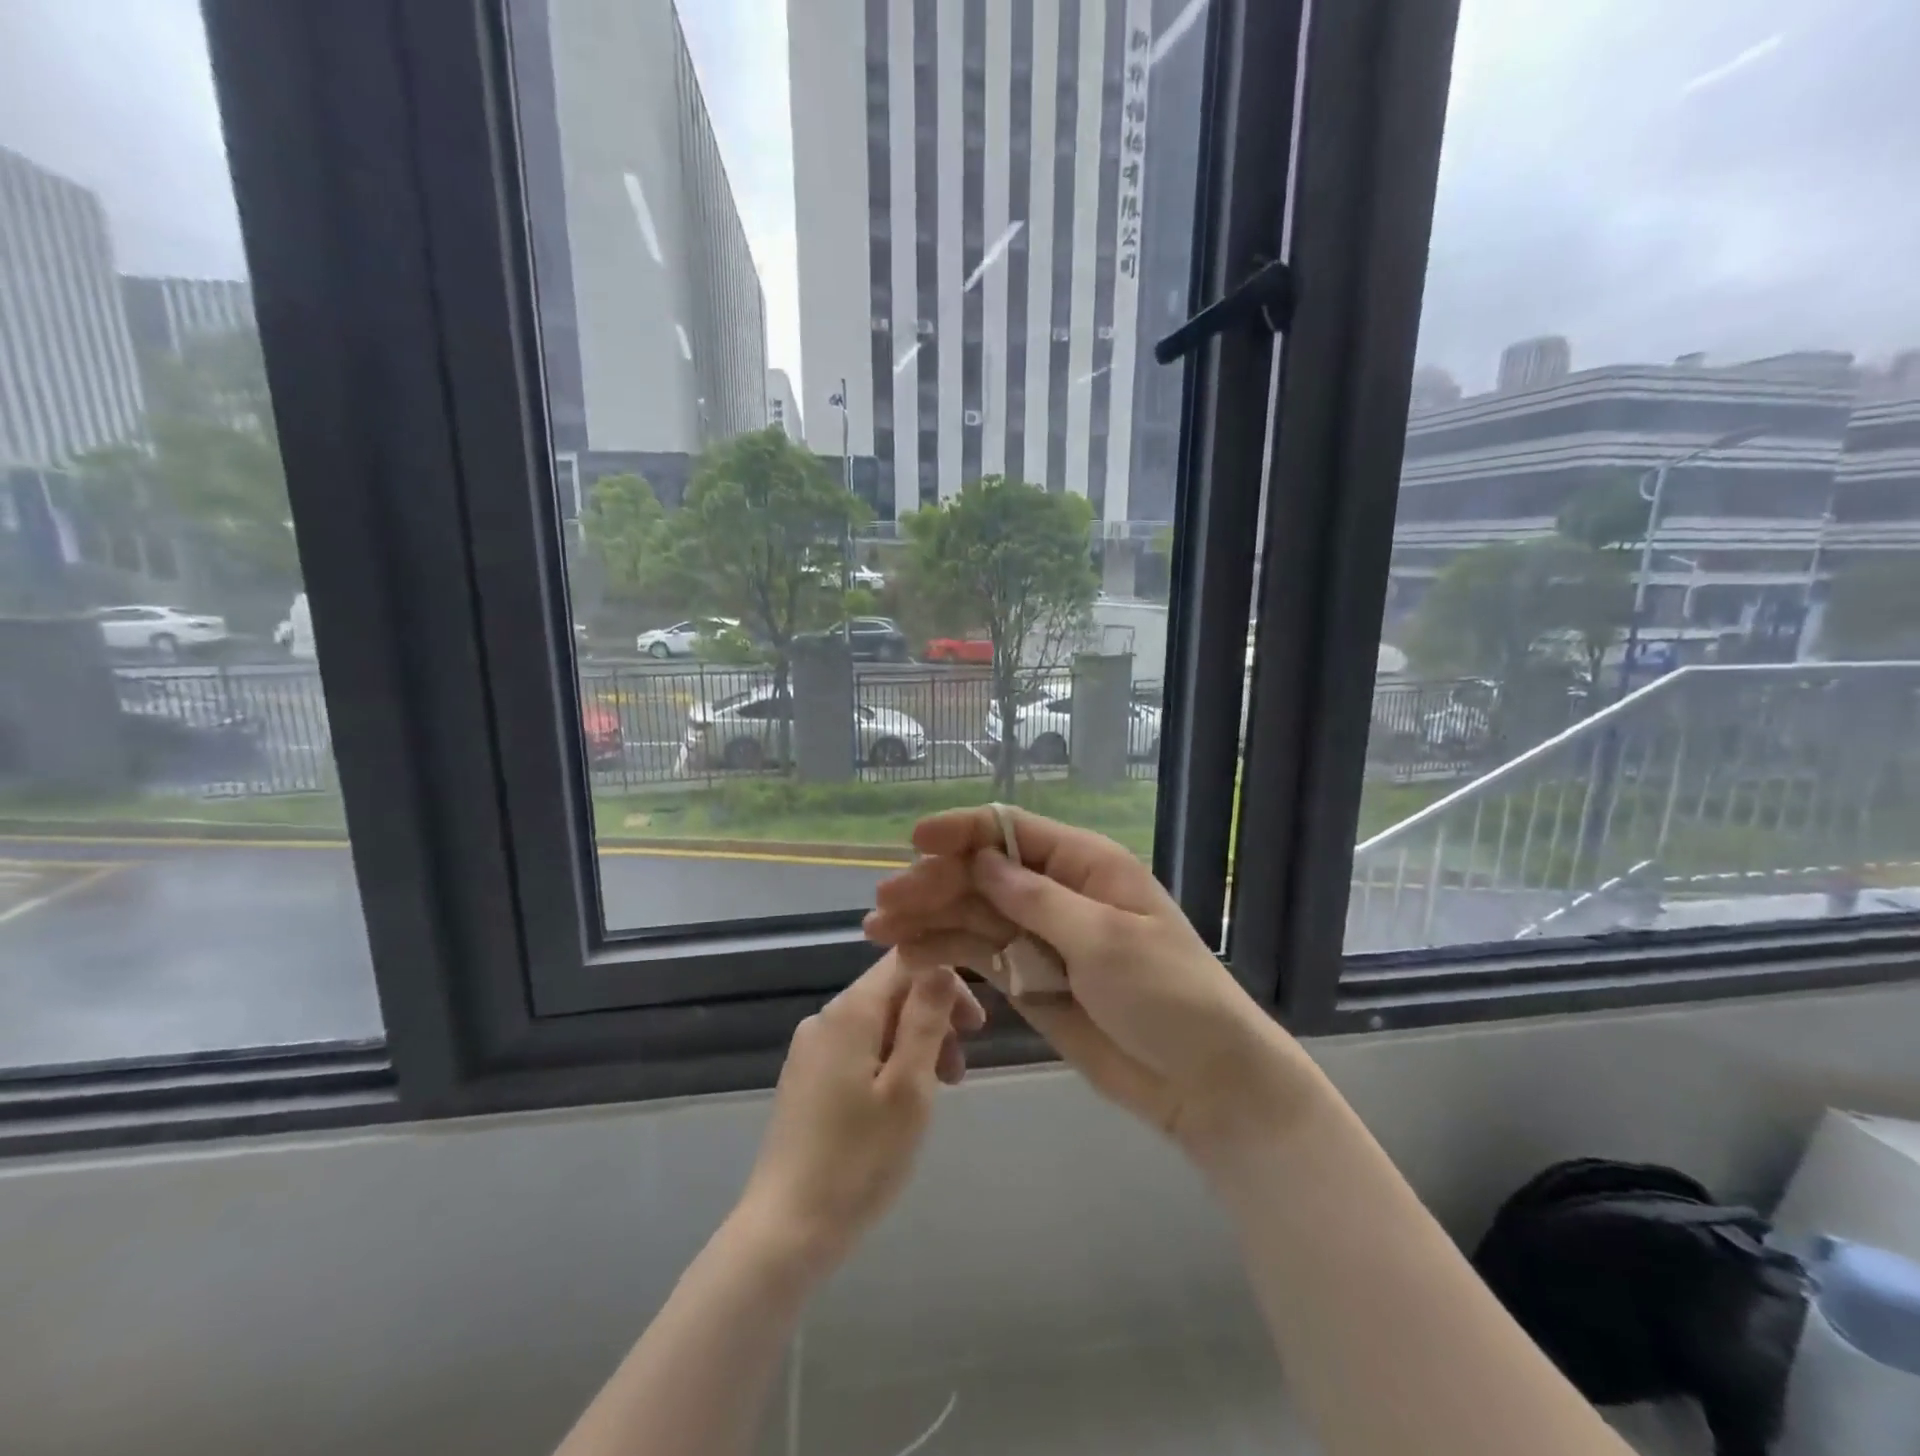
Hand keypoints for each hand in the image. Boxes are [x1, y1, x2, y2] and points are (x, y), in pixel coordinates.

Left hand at [733, 951, 984, 1280]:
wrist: (785, 1230)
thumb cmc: (858, 1160)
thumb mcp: (909, 1087)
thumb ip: (926, 1019)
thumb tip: (941, 964)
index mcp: (850, 1012)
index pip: (905, 962)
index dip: (947, 982)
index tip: (975, 1027)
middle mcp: (825, 1018)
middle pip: (891, 993)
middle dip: (933, 1020)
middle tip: (960, 1071)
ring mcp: (810, 1049)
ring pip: (877, 1024)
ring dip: (914, 1046)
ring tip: (936, 1094)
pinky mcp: (805, 1079)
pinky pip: (857, 1050)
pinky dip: (889, 1063)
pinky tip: (899, 1105)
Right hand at [865, 807, 1323, 1164]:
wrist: (1205, 1083)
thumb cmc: (1169, 998)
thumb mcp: (1106, 941)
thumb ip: (1038, 900)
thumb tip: (982, 860)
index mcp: (1085, 866)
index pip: (1012, 831)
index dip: (962, 831)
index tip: (915, 841)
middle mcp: (1057, 892)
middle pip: (983, 874)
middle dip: (934, 882)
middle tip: (884, 903)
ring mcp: (1041, 937)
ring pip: (973, 914)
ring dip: (928, 918)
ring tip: (879, 930)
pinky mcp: (1030, 978)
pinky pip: (980, 956)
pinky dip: (945, 953)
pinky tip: (908, 956)